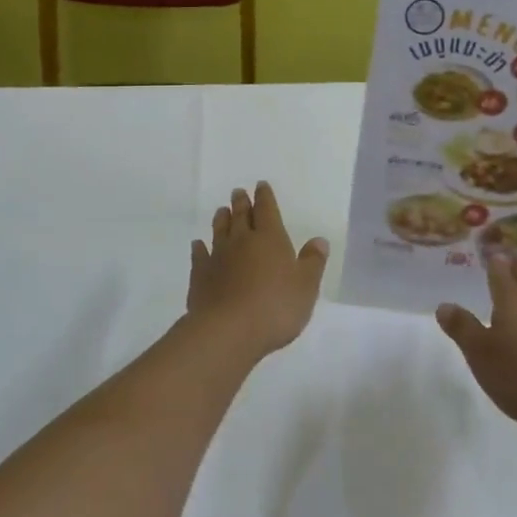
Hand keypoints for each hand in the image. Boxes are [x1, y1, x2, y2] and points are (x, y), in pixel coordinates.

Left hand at [187, 182, 329, 357]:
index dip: (265, 197)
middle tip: (238, 192)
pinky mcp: (200, 276)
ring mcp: (218, 257)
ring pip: (219, 231)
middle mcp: (241, 241)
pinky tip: (197, 245)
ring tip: (221, 210)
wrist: (228, 330)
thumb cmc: (275, 307)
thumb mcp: (306, 287)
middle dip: (241, 203)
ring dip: (221, 220)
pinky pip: (199, 256)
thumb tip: (319, 240)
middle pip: (241, 216)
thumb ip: (312, 262)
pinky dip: (199, 248)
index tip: (260, 185)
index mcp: (270, 238)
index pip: (267, 210)